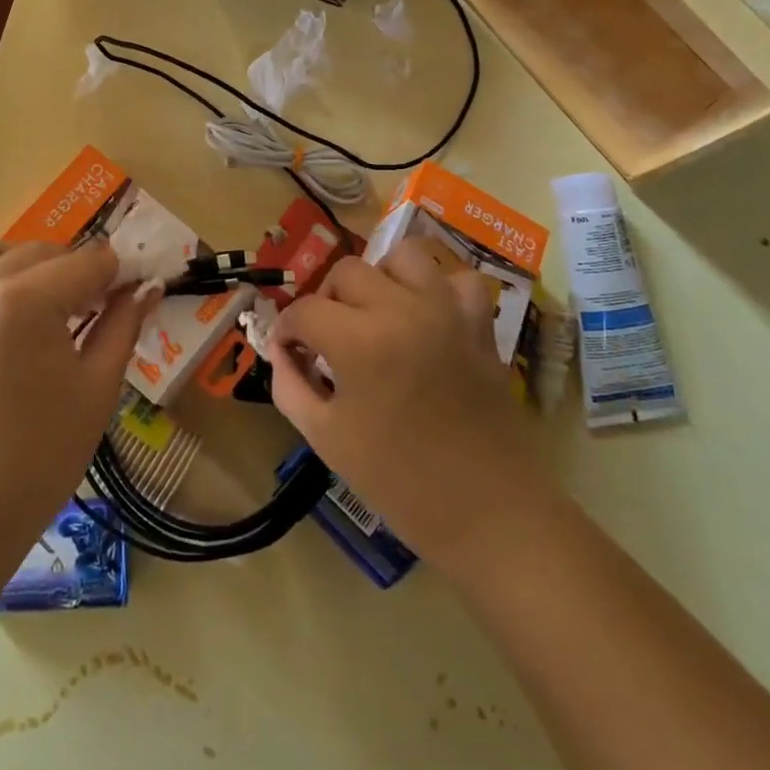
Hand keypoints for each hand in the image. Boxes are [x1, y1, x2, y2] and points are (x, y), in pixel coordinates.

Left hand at [0, 237, 155, 567]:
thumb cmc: (36, 459)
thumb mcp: (96, 390)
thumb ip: (123, 326)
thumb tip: (148, 288)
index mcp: (26, 300)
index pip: (90, 262)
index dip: (120, 276)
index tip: (137, 296)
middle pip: (48, 252)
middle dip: (81, 273)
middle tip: (101, 312)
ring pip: (1, 250)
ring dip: (34, 264)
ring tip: (51, 305)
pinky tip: (10, 312)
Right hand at [266, 239, 534, 565]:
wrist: (488, 513)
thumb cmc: (399, 482)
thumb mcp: (326, 439)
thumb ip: (290, 386)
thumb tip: (282, 352)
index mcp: (360, 342)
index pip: (305, 310)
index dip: (287, 330)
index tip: (288, 352)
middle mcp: (402, 310)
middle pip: (347, 272)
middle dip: (327, 301)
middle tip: (328, 338)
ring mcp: (446, 312)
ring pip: (404, 256)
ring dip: (381, 278)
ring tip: (377, 313)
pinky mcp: (479, 324)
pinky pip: (458, 281)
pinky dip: (439, 290)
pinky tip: (427, 318)